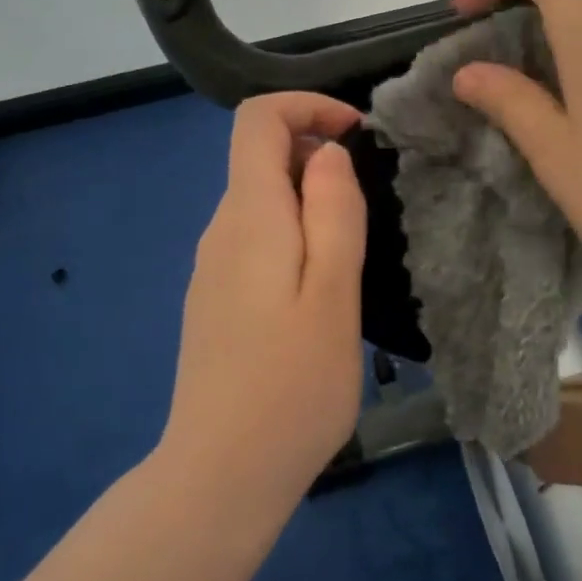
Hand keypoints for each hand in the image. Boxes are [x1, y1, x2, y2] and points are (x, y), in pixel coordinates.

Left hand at [160, 93, 367, 500]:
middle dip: (318, 158)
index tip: (358, 135)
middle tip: (370, 210)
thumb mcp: (334, 293)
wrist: (222, 473)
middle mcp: (220, 230)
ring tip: (353, 257)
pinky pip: (255, 242)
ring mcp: (211, 268)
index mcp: (248, 216)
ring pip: (261, 203)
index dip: (308, 107)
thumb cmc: (292, 385)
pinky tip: (319, 294)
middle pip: (260, 158)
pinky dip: (292, 237)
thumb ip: (332, 212)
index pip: (258, 119)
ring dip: (309, 203)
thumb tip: (325, 153)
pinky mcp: (214, 301)